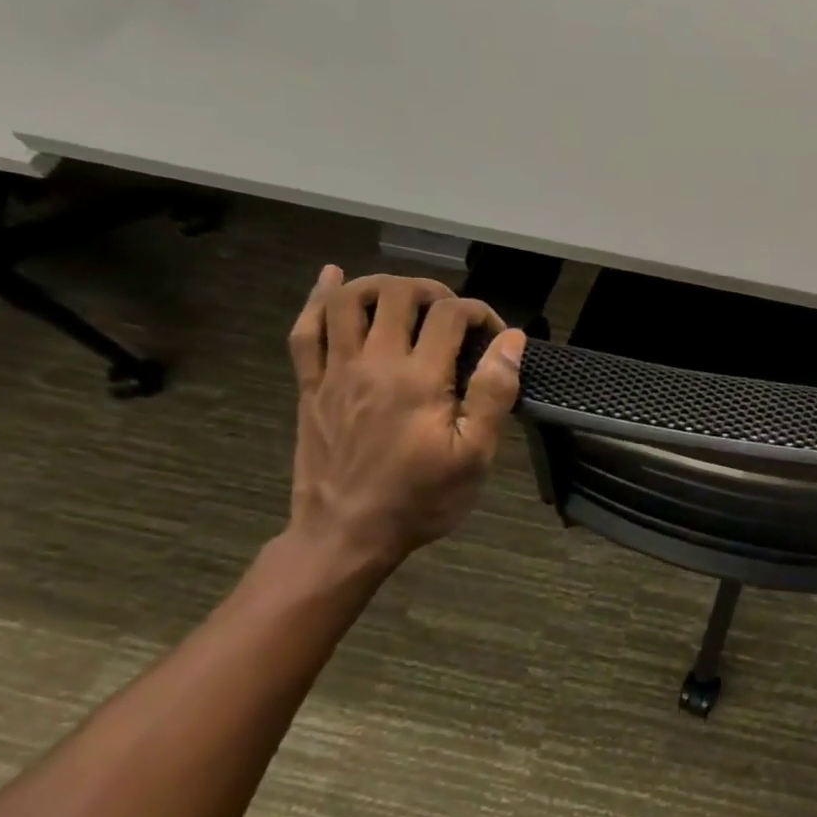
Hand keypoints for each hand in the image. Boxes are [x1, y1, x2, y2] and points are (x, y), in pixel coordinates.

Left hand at [286, 267, 526, 575]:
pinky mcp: (310, 386)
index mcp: (419, 379)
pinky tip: (332, 280)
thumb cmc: (420, 499)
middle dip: (433, 291)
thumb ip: (494, 393)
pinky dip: (318, 298)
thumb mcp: (475, 455)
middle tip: (452, 315)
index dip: (480, 313)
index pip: (451, 315)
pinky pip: (305, 330)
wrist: (345, 536)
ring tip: (405, 298)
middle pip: (398, 294)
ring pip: (348, 301)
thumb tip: (511, 340)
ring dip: (380, 286)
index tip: (495, 337)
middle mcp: (374, 363)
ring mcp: (335, 372)